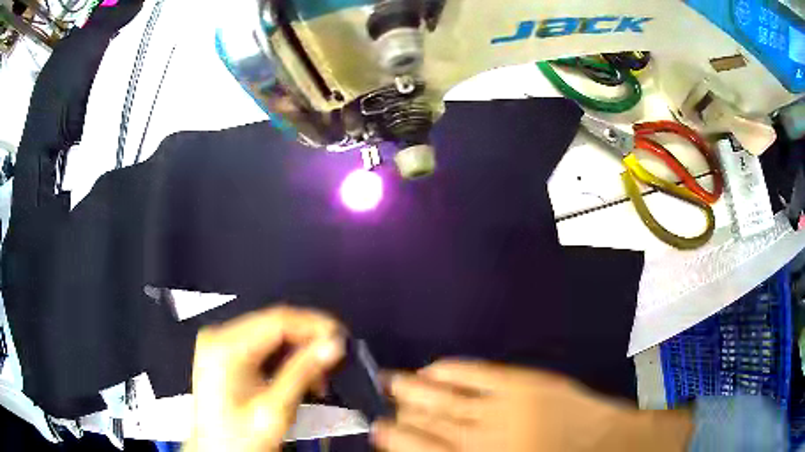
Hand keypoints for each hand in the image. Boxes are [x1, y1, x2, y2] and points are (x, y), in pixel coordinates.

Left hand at [184, 306, 344, 451]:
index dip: (314, 325)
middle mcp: (218, 339)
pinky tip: (296, 375)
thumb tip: (331, 345)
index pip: (278, 320)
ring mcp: (218, 344)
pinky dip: (283, 357)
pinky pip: (260, 344)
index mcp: (226, 349)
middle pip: (273, 324)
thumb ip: (303, 373)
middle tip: (333, 359)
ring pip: (269, 333)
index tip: (339, 338)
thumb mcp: (275, 409)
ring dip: (298, 351)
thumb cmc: (238, 439)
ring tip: (317, 376)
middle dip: (308, 341)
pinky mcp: (223, 354)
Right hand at [372, 360, 691, 451]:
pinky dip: (452, 369)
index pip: (419, 447)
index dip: (393, 436)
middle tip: (379, 393)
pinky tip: (435, 366)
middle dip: (399, 408)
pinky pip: (477, 373)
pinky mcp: (523, 383)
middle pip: (428, 420)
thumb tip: (424, 447)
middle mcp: (480, 439)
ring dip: (416, 387)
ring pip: (446, 397)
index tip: (377, 426)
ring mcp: (502, 408)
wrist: (603, 447)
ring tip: (392, 378)